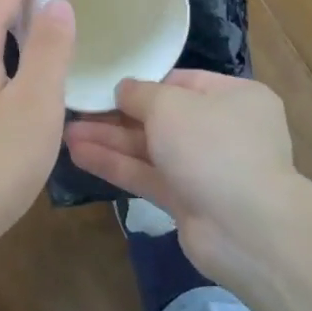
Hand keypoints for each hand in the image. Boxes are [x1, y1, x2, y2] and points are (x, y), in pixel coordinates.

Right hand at [64, 70, 309, 278]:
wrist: (246, 228)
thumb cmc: (212, 146)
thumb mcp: (170, 104)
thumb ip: (140, 93)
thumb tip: (124, 90)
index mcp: (234, 97)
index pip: (181, 81)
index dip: (142, 83)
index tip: (104, 83)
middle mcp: (223, 130)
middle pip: (161, 116)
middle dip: (117, 115)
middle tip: (76, 108)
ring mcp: (205, 169)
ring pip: (150, 148)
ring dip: (110, 140)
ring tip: (65, 132)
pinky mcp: (188, 201)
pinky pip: (147, 176)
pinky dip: (116, 165)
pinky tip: (78, 155)